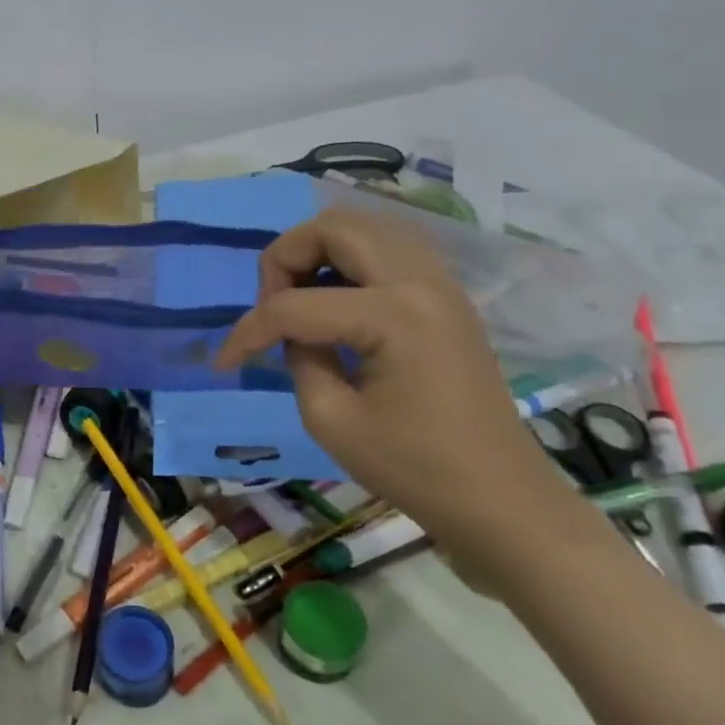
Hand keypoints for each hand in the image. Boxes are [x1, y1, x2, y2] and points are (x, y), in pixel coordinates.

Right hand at [214, 207, 599, 567]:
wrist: (499, 498)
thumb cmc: (413, 467)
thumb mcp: (329, 419)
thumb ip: (298, 356)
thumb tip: (290, 330)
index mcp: (393, 315)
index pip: (294, 304)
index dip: (248, 331)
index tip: (224, 363)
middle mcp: (420, 281)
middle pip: (333, 227)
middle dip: (284, 258)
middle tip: (270, 306)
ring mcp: (440, 283)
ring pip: (363, 227)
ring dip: (318, 251)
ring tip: (300, 299)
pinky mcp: (446, 295)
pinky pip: (388, 248)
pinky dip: (348, 260)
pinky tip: (335, 301)